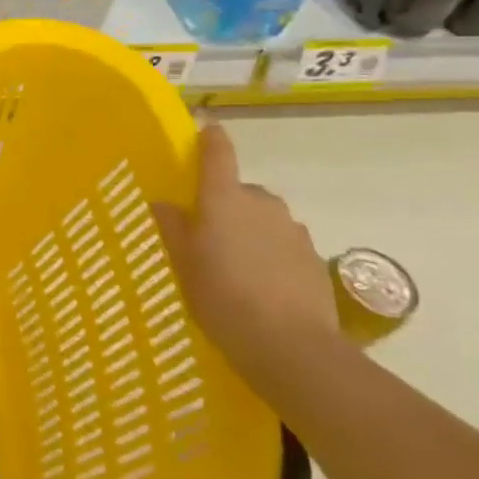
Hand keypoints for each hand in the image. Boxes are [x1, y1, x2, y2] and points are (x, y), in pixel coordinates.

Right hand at [153, 121, 337, 382]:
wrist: (291, 347)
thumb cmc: (222, 298)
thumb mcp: (183, 264)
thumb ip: (173, 227)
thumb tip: (164, 202)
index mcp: (223, 199)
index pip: (218, 154)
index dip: (211, 139)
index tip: (206, 131)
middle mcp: (261, 204)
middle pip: (241, 191)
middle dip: (226, 204)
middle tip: (207, 235)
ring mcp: (293, 231)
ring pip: (265, 219)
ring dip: (251, 230)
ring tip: (236, 265)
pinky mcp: (314, 259)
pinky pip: (284, 245)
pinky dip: (272, 255)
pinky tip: (262, 286)